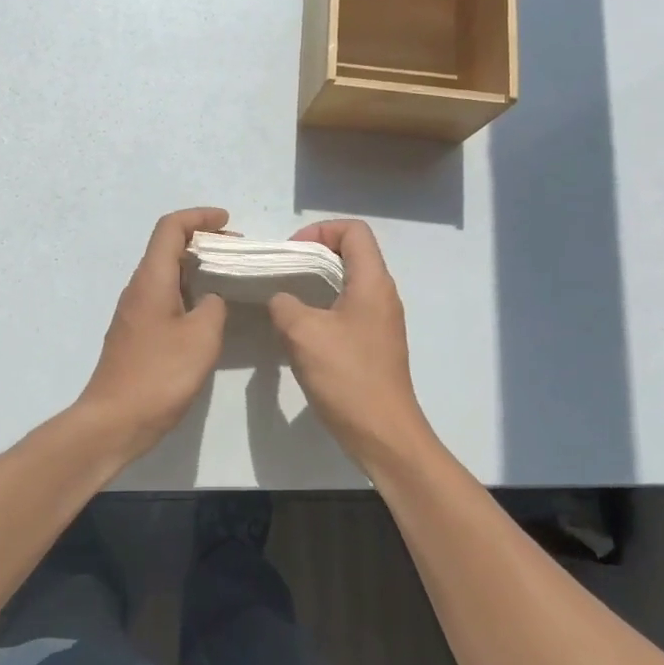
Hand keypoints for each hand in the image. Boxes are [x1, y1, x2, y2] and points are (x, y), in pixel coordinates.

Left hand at [74, 207, 229, 463]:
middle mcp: (138, 288)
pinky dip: (187, 291)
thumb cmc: (159, 375)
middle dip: (202, 241)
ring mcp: (134, 311)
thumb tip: (211, 298)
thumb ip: (214, 307)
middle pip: (167, 247)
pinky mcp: (135, 333)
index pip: (170, 228)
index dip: (199, 217)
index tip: (228, 222)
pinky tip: (206, 312)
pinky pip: (163, 296)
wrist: (114, 421)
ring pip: (165, 273)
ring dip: (195, 268)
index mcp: (151, 279)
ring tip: (228, 279)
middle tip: (236, 253)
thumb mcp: (201, 338)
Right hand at [268, 219, 436, 473]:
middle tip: (282, 273)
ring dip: (315, 282)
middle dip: (313, 255)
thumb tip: (281, 298)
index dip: (320, 231)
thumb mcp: (303, 333)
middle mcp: (382, 295)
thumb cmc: (347, 377)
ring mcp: (380, 320)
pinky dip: (322, 306)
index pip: (354, 231)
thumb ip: (285, 304)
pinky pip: (347, 308)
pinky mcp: (374, 343)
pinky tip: (300, 329)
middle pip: (351, 253)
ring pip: (347, 282)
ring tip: (285, 298)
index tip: (292, 253)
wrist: (382, 433)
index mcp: (372, 283)